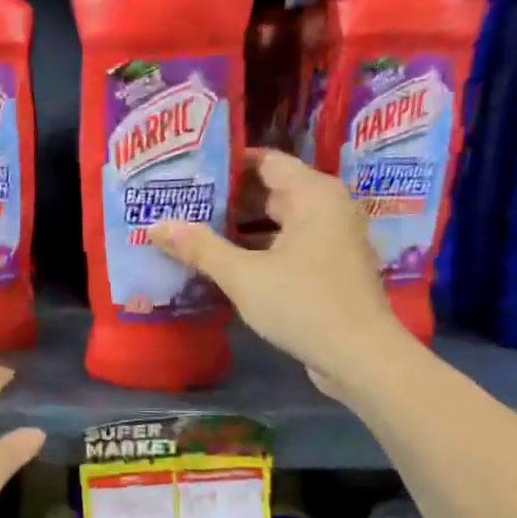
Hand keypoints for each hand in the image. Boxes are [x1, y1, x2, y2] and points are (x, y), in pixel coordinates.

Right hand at [150, 148, 401, 397]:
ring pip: (278, 221)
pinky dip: (259, 249)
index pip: (265, 160)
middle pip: (271, 190)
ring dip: (240, 227)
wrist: (360, 357)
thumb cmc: (303, 304)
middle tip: (182, 202)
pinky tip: (224, 262)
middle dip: (227, 198)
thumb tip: (156, 225)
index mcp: (313, 194)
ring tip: (194, 230)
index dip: (226, 163)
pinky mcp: (330, 267)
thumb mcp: (243, 276)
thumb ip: (200, 247)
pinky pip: (288, 245)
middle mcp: (328, 207)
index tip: (188, 170)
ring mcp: (332, 238)